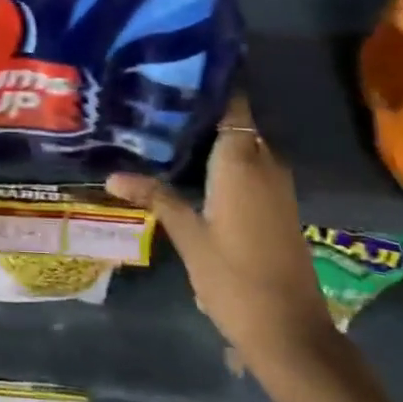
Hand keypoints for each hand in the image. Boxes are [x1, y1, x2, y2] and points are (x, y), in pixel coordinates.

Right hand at [107, 94, 343, 385]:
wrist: (290, 332)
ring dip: (212, 135)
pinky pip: (251, 165)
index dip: (208, 83)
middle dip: (201, 109)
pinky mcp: (279, 205)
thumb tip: (112, 174)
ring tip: (165, 126)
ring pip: (244, 144)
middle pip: (236, 122)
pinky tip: (192, 166)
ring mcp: (277, 186)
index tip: (175, 69)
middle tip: (156, 98)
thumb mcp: (188, 236)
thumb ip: (155, 197)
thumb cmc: (234, 278)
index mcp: (242, 162)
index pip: (232, 105)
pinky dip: (225, 158)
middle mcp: (265, 164)